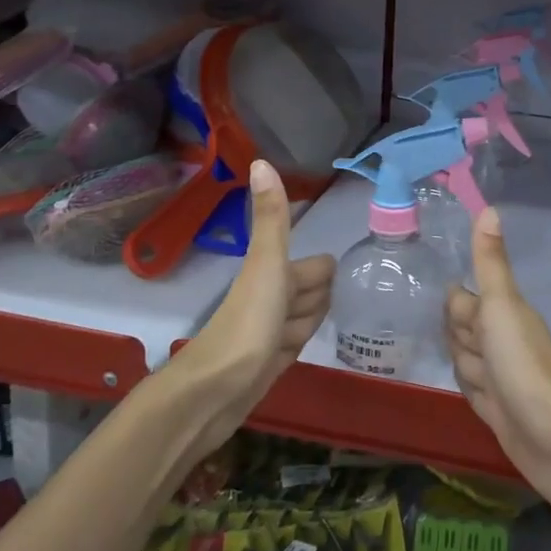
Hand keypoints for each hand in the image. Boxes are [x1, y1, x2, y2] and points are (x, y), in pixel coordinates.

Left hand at [167, 160, 334, 452]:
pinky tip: (300, 350)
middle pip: (312, 292)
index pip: (317, 267)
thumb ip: (272, 217)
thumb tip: (261, 159)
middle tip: (318, 313)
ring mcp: (269, 332)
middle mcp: (271, 299)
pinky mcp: (267, 364)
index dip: (323, 276)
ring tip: (304, 337)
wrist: (215, 391)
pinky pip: (293, 345)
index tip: (335, 285)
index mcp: (273, 273)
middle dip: (320, 301)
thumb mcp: (267, 264)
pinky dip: (300, 343)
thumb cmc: (248, 321)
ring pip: (303, 319)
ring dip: (309, 325)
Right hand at [446, 208, 550, 517]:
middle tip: (436, 328)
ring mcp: (501, 380)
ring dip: (460, 359)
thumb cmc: (525, 364)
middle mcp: (503, 344)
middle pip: (467, 331)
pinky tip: (465, 386)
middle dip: (454, 329)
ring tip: (451, 356)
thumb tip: (488, 207)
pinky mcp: (498, 413)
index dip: (455, 302)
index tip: (436, 292)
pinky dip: (468, 387)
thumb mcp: (502, 306)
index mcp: (503, 316)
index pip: (466, 301)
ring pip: (470, 361)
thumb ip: (490, 263)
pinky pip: (475, 391)